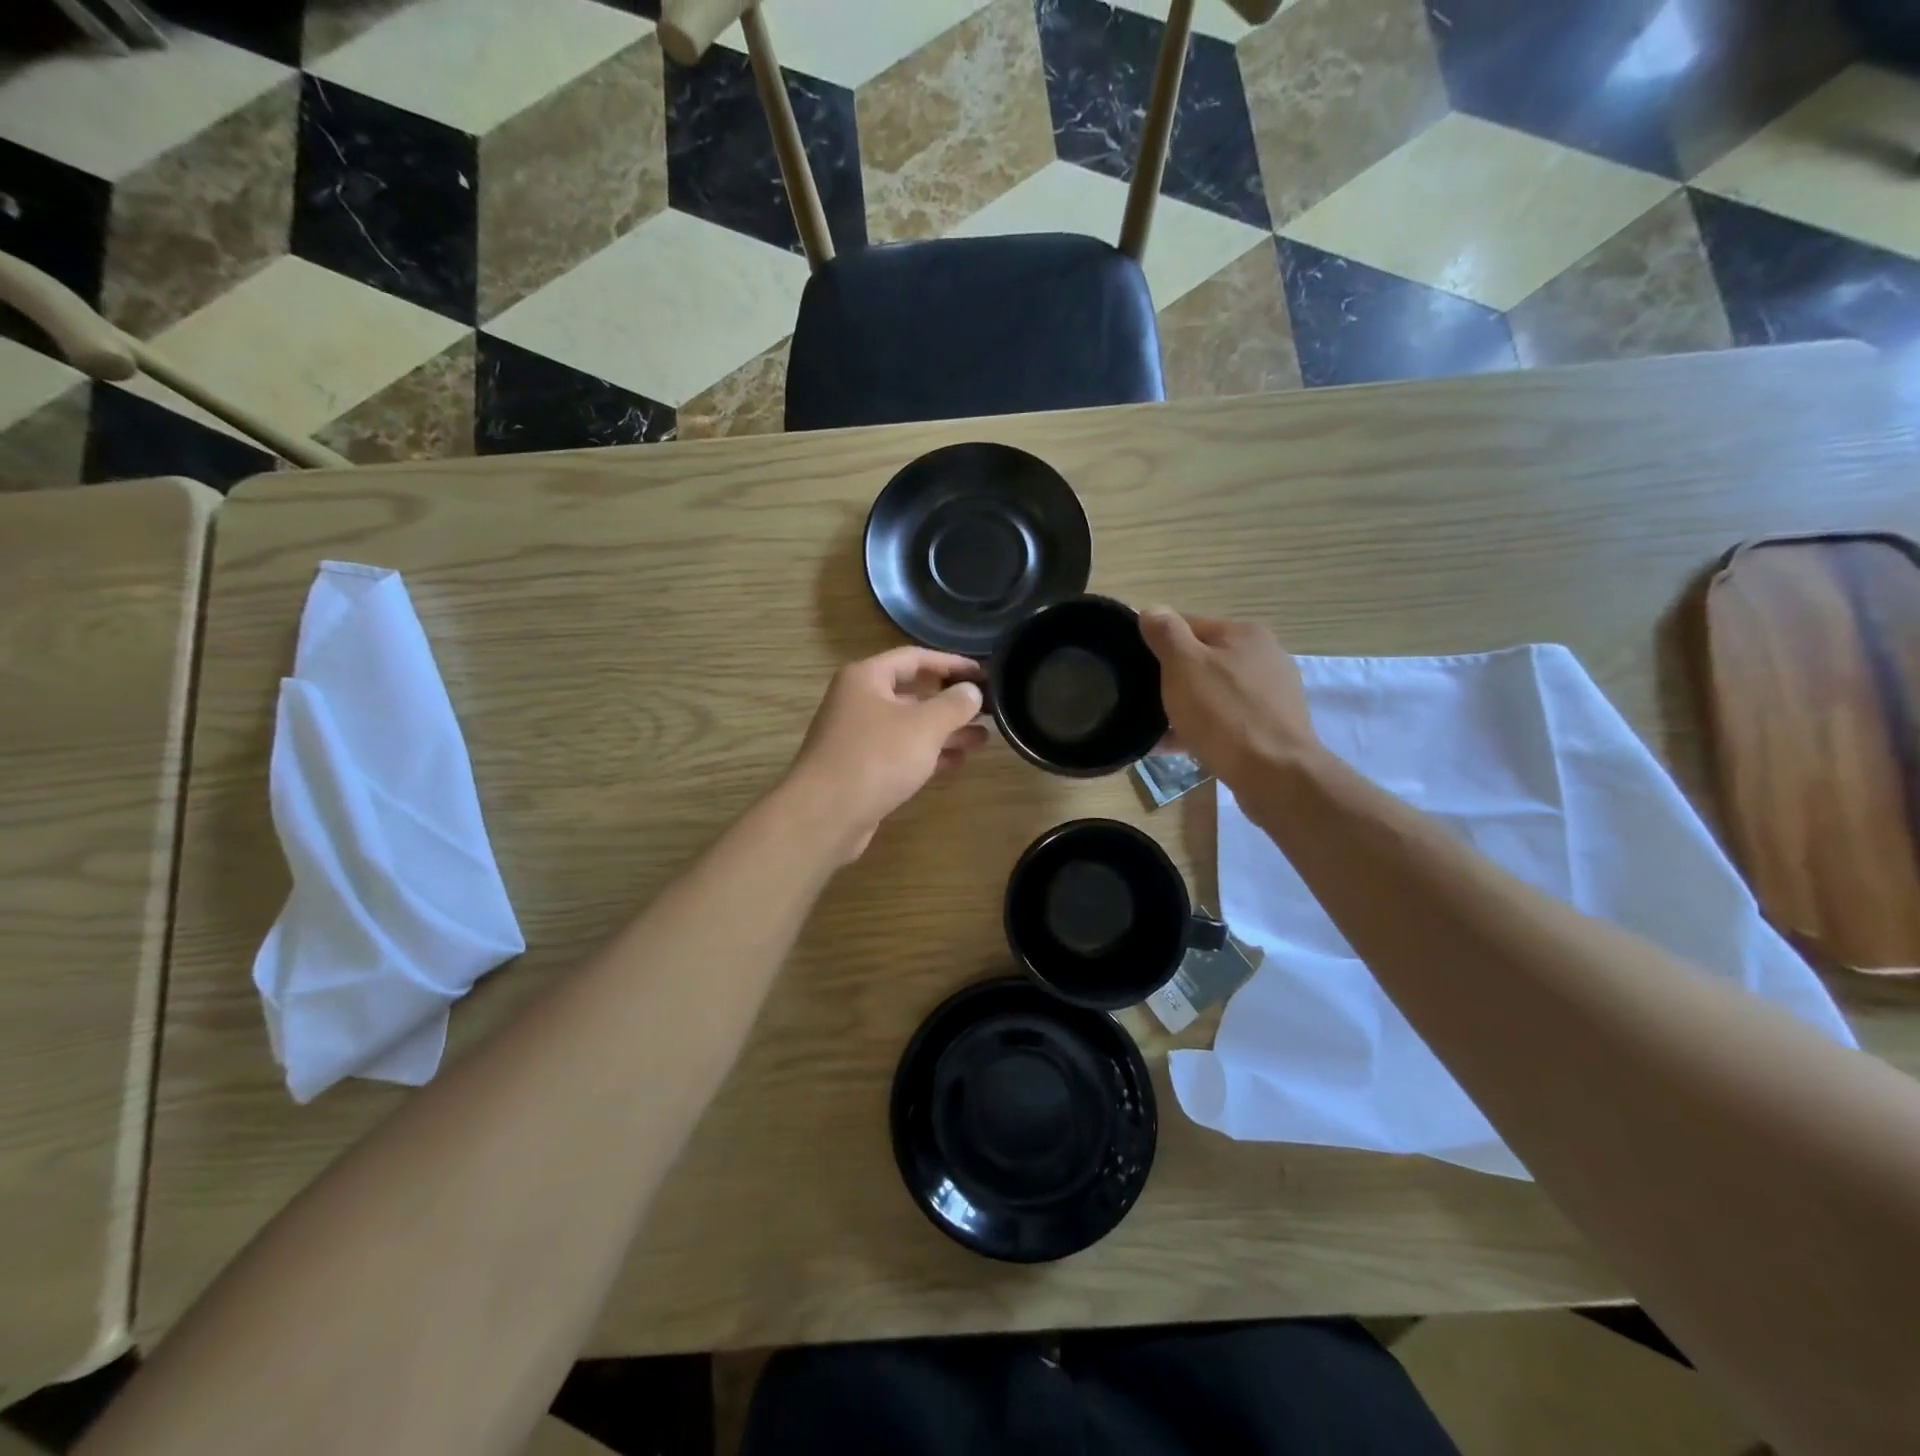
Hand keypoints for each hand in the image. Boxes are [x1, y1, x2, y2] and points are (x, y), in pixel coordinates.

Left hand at [786, 646, 987, 860]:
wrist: (824, 815)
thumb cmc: (875, 758)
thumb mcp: (924, 726)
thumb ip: (954, 704)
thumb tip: (973, 691)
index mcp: (867, 678)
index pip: (915, 658)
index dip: (952, 663)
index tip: (984, 674)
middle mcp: (859, 702)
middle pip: (913, 693)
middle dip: (951, 702)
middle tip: (989, 710)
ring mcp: (859, 737)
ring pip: (910, 727)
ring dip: (945, 731)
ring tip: (984, 739)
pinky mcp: (862, 769)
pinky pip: (902, 753)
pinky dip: (929, 755)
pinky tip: (959, 761)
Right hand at [1139, 608, 1319, 786]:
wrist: (1276, 776)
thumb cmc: (1225, 715)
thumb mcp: (1184, 665)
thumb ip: (1166, 633)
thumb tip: (1152, 610)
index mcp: (1244, 634)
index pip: (1188, 625)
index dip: (1158, 645)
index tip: (1135, 670)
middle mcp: (1264, 657)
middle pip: (1201, 661)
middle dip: (1172, 680)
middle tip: (1144, 704)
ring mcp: (1271, 694)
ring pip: (1213, 694)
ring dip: (1185, 708)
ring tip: (1157, 732)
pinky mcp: (1272, 728)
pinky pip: (1226, 721)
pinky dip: (1203, 730)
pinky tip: (1180, 748)